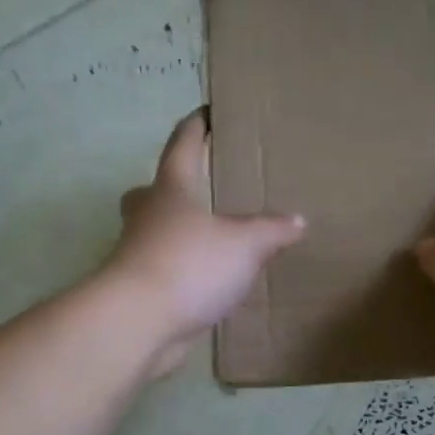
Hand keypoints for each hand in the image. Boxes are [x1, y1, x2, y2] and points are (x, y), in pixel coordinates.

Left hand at [104, 111, 305, 376]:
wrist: (137, 323)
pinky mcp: (140, 290)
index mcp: (172, 190)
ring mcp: (138, 254)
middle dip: (171, 185)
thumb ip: (273, 230)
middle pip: (153, 190)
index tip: (207, 111)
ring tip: (214, 239)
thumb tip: (297, 220)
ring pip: (155, 232)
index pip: (183, 144)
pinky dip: (184, 270)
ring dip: (178, 232)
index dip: (196, 125)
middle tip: (199, 186)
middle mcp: (149, 215)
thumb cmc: (190, 265)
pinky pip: (165, 269)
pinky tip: (210, 281)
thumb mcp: (246, 244)